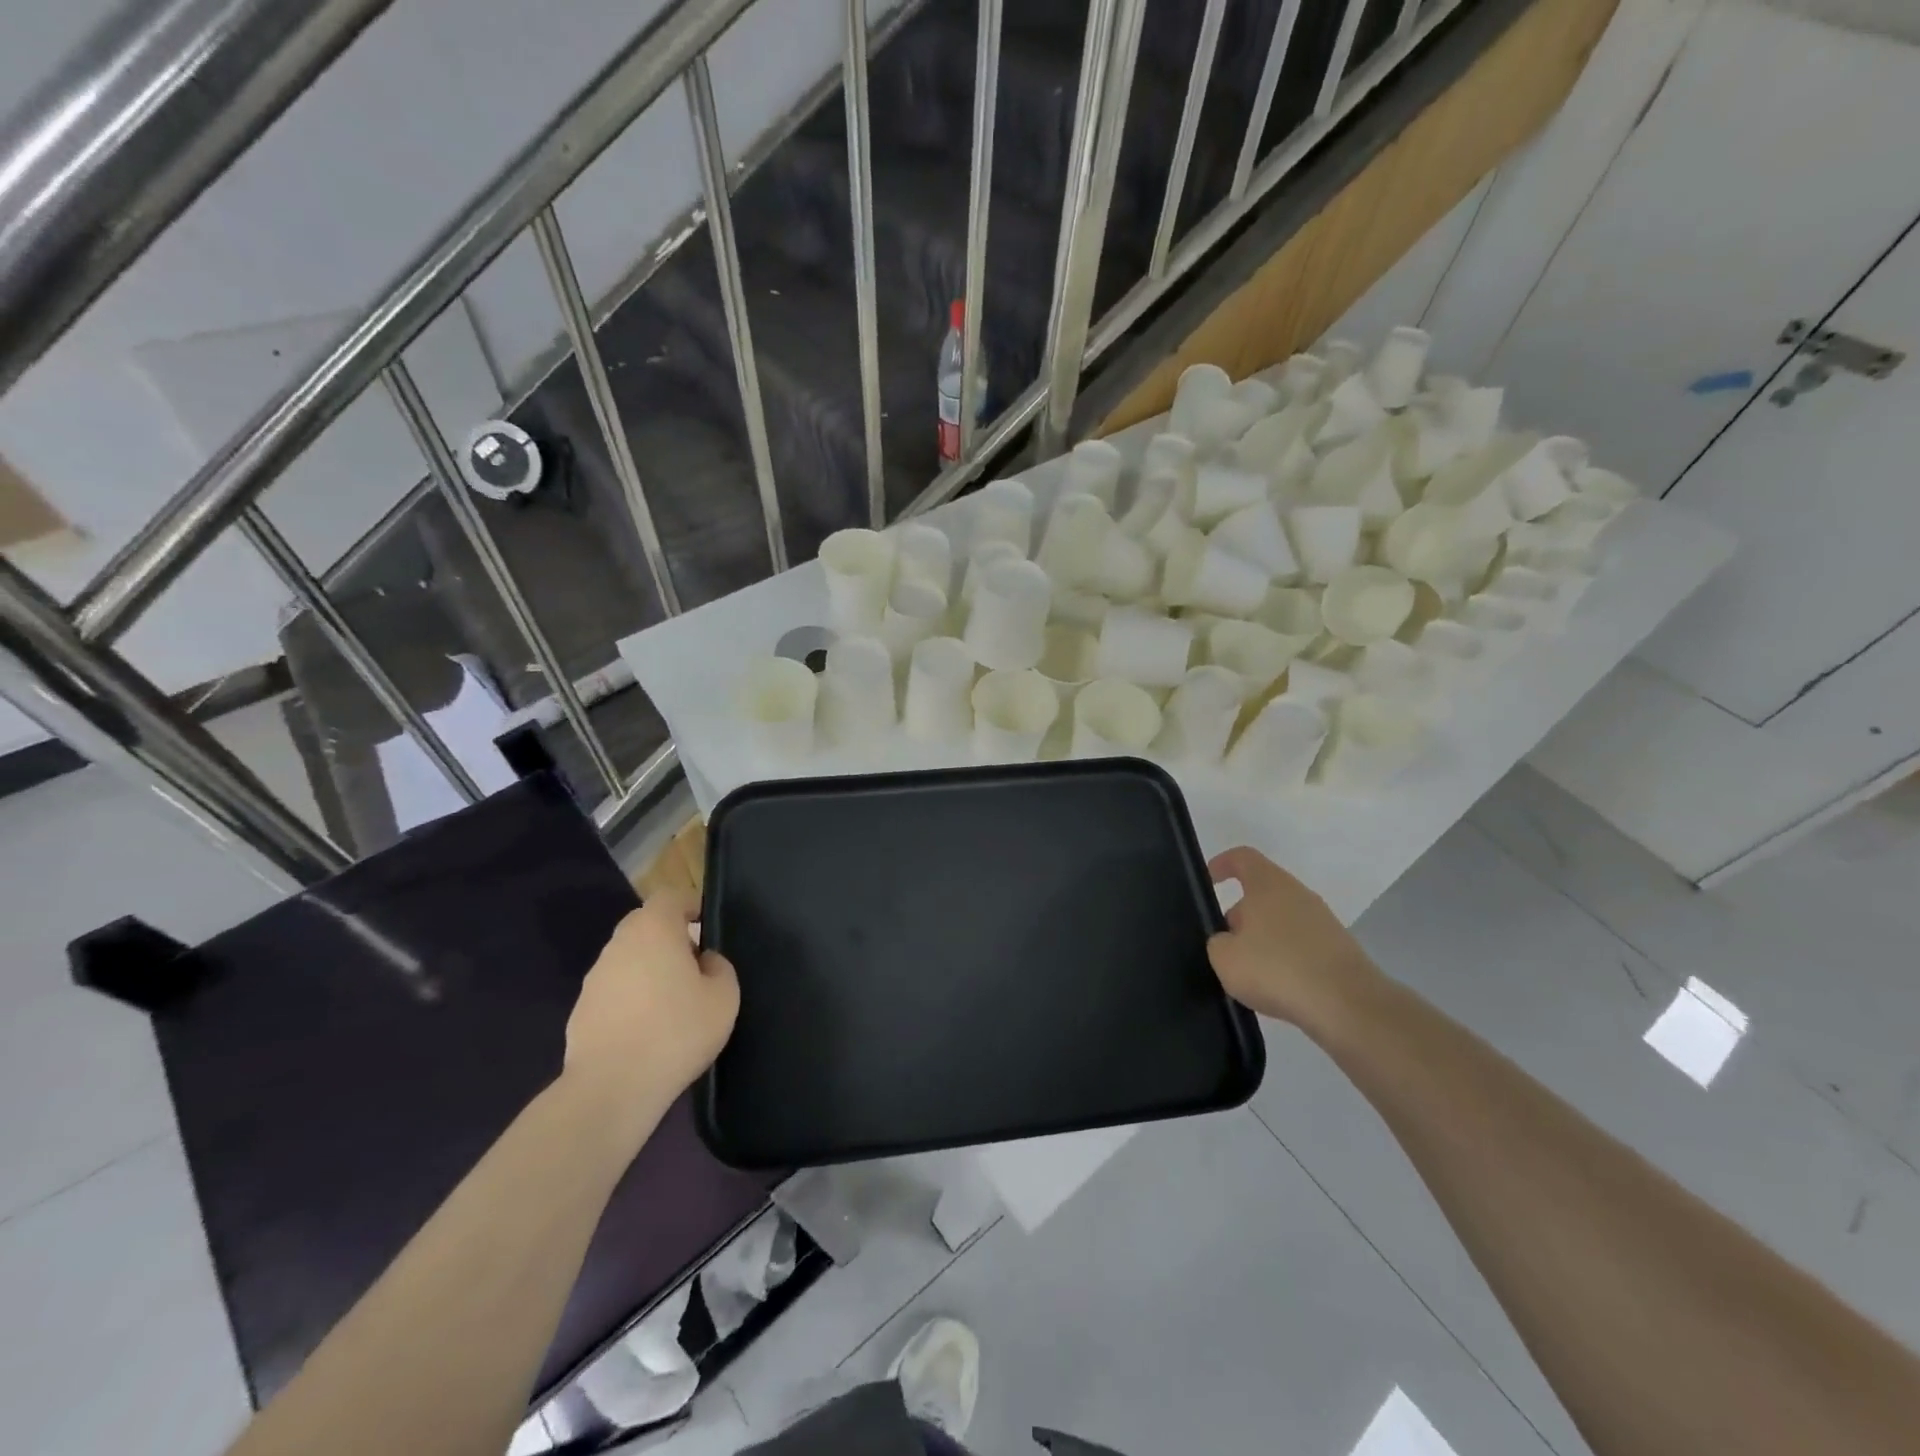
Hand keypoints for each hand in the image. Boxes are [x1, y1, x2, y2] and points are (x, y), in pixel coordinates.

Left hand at [564, 888, 739, 1117]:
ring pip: (628, 957)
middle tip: (693, 965)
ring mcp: (595, 977)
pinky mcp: (581, 1009)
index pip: (669, 896)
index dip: (689, 904)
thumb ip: (720, 967)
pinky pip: (614, 989)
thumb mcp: (724, 997)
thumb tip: (704, 961)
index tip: (705, 925)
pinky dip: (631, 997)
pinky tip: (647, 1029)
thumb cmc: (676, 1032)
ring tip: (672, 1002)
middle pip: (645, 924)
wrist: (611, 1089)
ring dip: (649, 967)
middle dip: (669, 936)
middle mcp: (619, 944)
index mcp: (654, 930)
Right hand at [1207, 846, 1381, 1029]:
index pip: (1243, 858)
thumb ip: (1217, 943)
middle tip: (1224, 945)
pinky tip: (1277, 988)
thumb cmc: (1277, 969)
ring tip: (1249, 974)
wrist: (1348, 1006)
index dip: (1222, 864)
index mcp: (1269, 885)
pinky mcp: (1339, 950)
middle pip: (1262, 894)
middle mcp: (1299, 895)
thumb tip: (1228, 942)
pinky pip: (1300, 946)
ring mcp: (1323, 922)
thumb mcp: (1224, 958)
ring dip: (1262, 940)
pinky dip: (1284, 960)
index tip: (1208, 881)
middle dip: (1240, 916)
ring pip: (1281, 921)